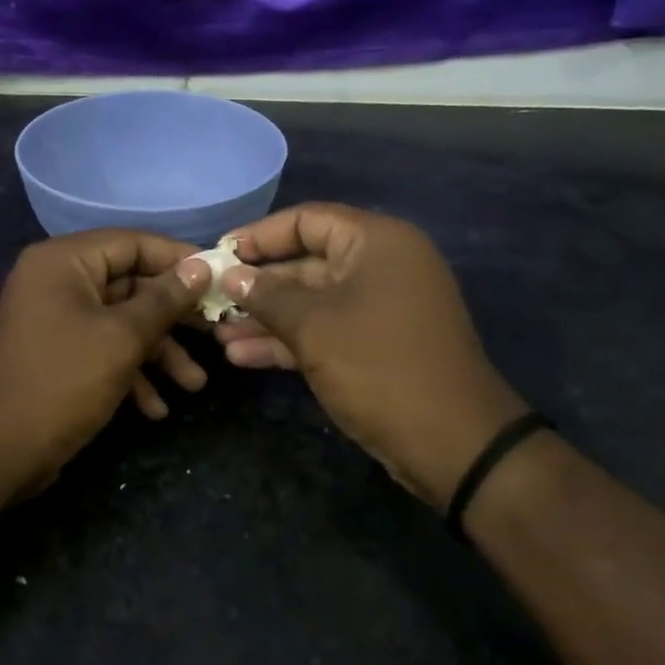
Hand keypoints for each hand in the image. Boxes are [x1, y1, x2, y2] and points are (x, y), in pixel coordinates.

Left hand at [0, 230, 211, 535]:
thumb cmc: (63, 381)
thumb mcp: (123, 338)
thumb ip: (165, 299)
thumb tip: (202, 266)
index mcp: (63, 261)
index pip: (133, 243)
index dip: (179, 259)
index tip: (219, 278)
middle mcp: (56, 280)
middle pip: (130, 284)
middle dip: (173, 319)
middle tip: (215, 335)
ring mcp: (55, 317)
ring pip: (120, 321)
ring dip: (158, 353)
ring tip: (193, 386)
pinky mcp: (58, 352)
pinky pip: (102, 347)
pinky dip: (130, 372)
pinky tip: (156, 409)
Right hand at [214, 203, 525, 508]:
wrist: (453, 444)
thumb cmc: (379, 367)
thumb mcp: (314, 327)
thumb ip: (267, 296)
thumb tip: (231, 275)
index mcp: (377, 243)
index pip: (307, 220)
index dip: (259, 236)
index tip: (219, 254)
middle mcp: (380, 267)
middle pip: (306, 263)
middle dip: (257, 286)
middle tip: (211, 300)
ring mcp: (379, 309)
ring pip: (311, 302)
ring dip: (265, 318)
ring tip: (218, 334)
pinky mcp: (375, 345)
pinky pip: (324, 330)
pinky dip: (287, 341)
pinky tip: (242, 356)